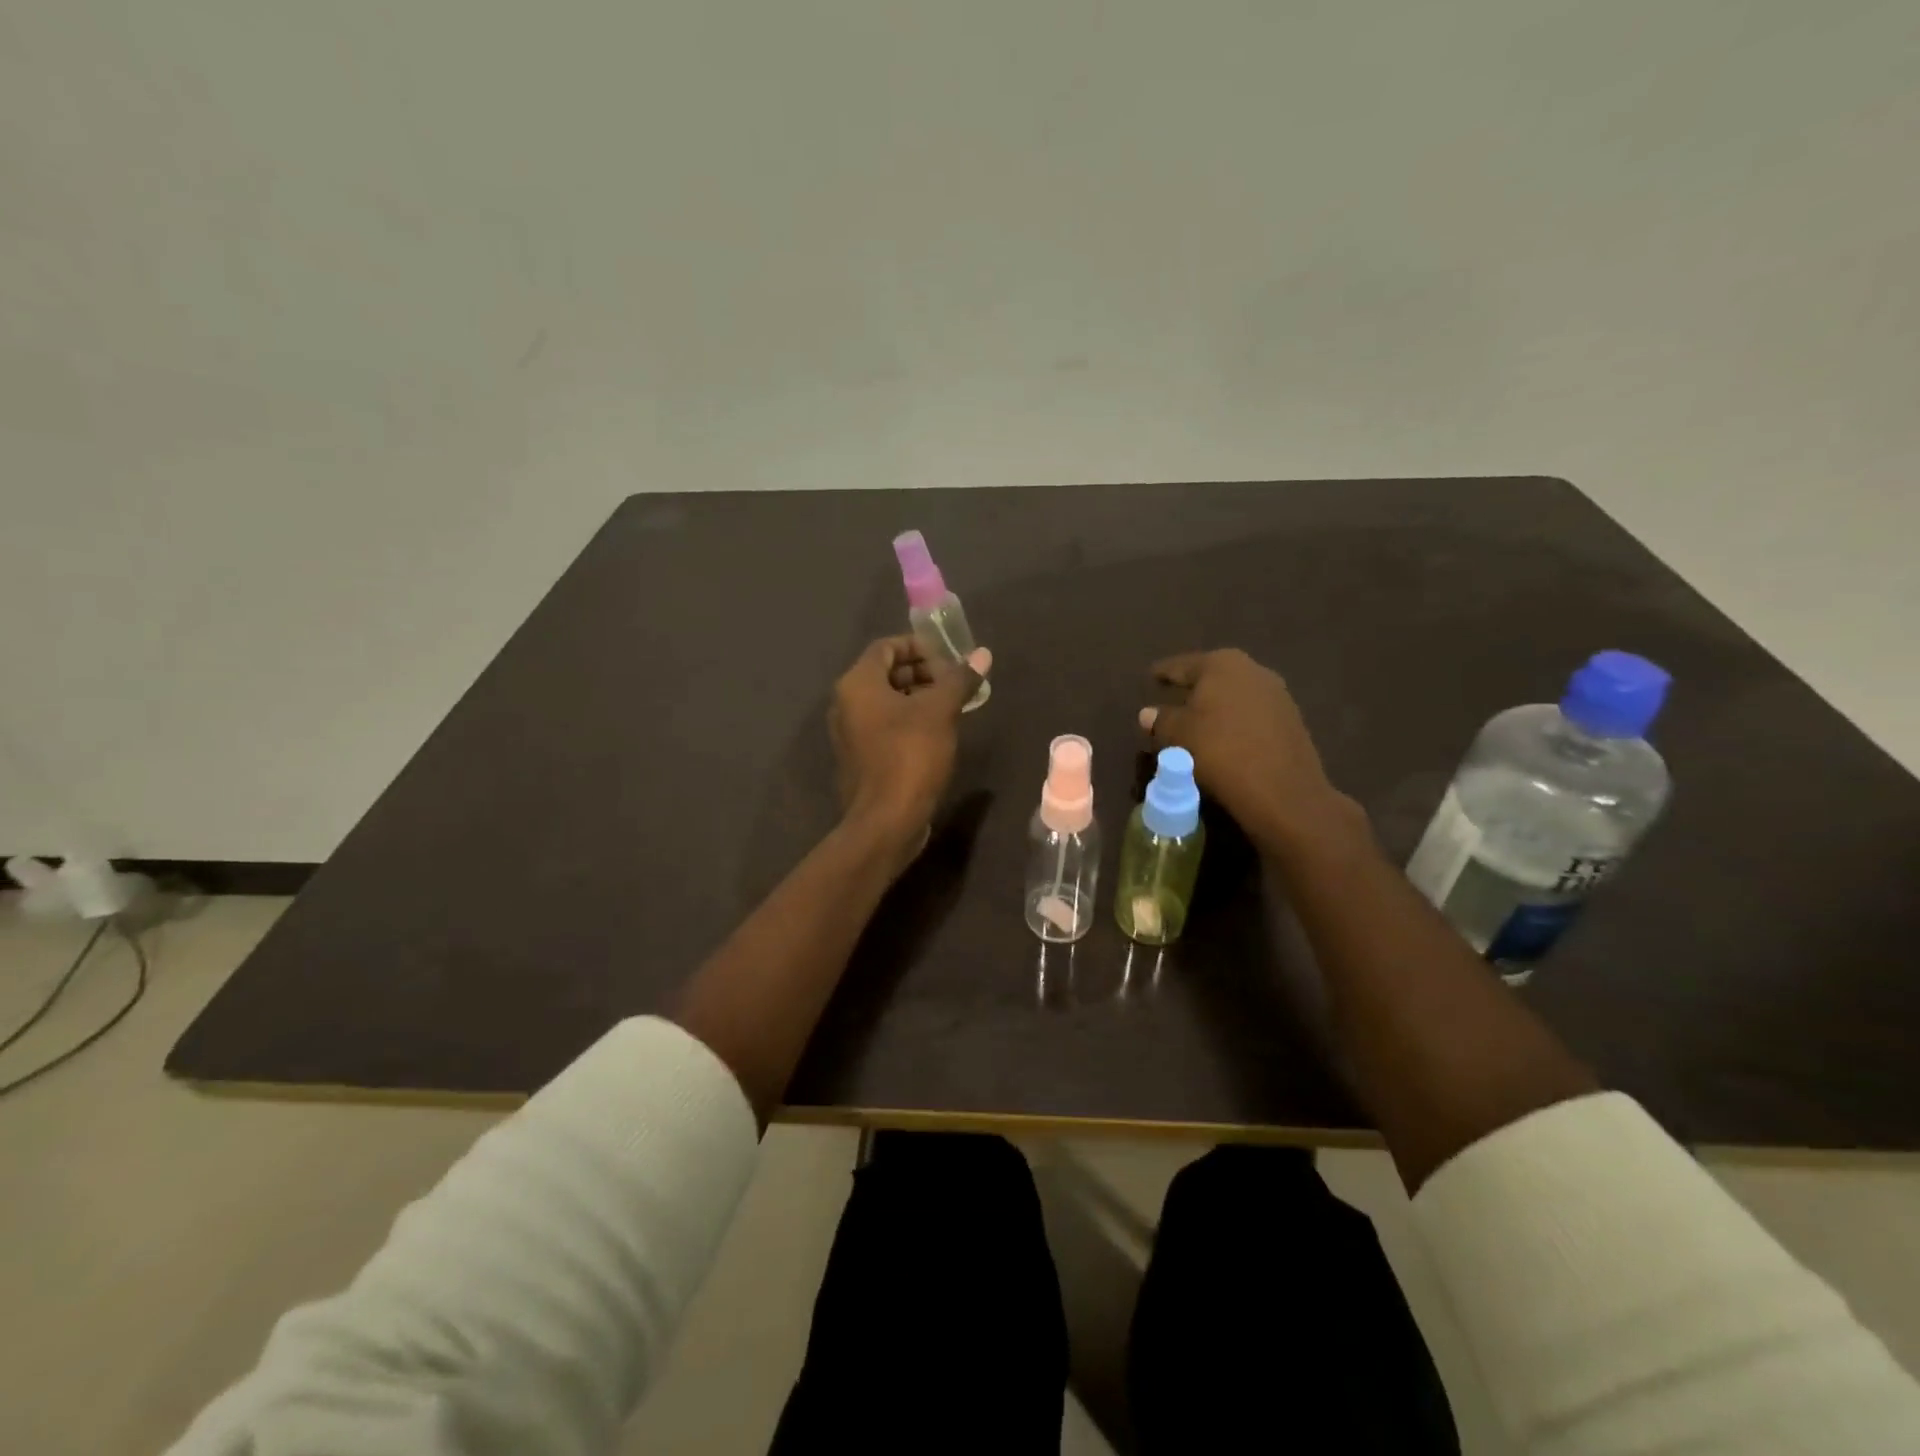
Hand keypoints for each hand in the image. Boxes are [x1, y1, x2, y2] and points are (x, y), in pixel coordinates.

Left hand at [830, 635, 990, 860]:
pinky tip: (938, 733)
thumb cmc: (910, 756)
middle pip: (886, 673)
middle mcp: (846, 703)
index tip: (950, 660)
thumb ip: (959, 679)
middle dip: (923, 672)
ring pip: (886, 701)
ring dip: (919, 697)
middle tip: (955, 684)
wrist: (886, 821)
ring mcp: (850, 732)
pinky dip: (909, 720)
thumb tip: (983, 655)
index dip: (919, 647)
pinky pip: (885, 725)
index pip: (887, 646)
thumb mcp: (940, 712)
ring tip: (953, 706)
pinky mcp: (861, 757)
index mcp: (857, 684)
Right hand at [1139, 648, 1359, 852]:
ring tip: (1196, 723)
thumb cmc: (1219, 751)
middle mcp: (1253, 670)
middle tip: (1172, 699)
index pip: (1182, 665)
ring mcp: (1277, 694)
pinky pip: (1251, 715)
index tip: (1151, 676)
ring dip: (1215, 707)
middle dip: (1192, 689)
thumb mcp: (1177, 736)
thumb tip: (1148, 713)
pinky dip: (1234, 723)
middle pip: (1212, 677)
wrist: (1282, 791)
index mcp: (1221, 664)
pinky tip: (1224, 738)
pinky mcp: (1291, 721)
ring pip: (1234, 696)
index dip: (1164, 673)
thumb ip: (1160, 720)